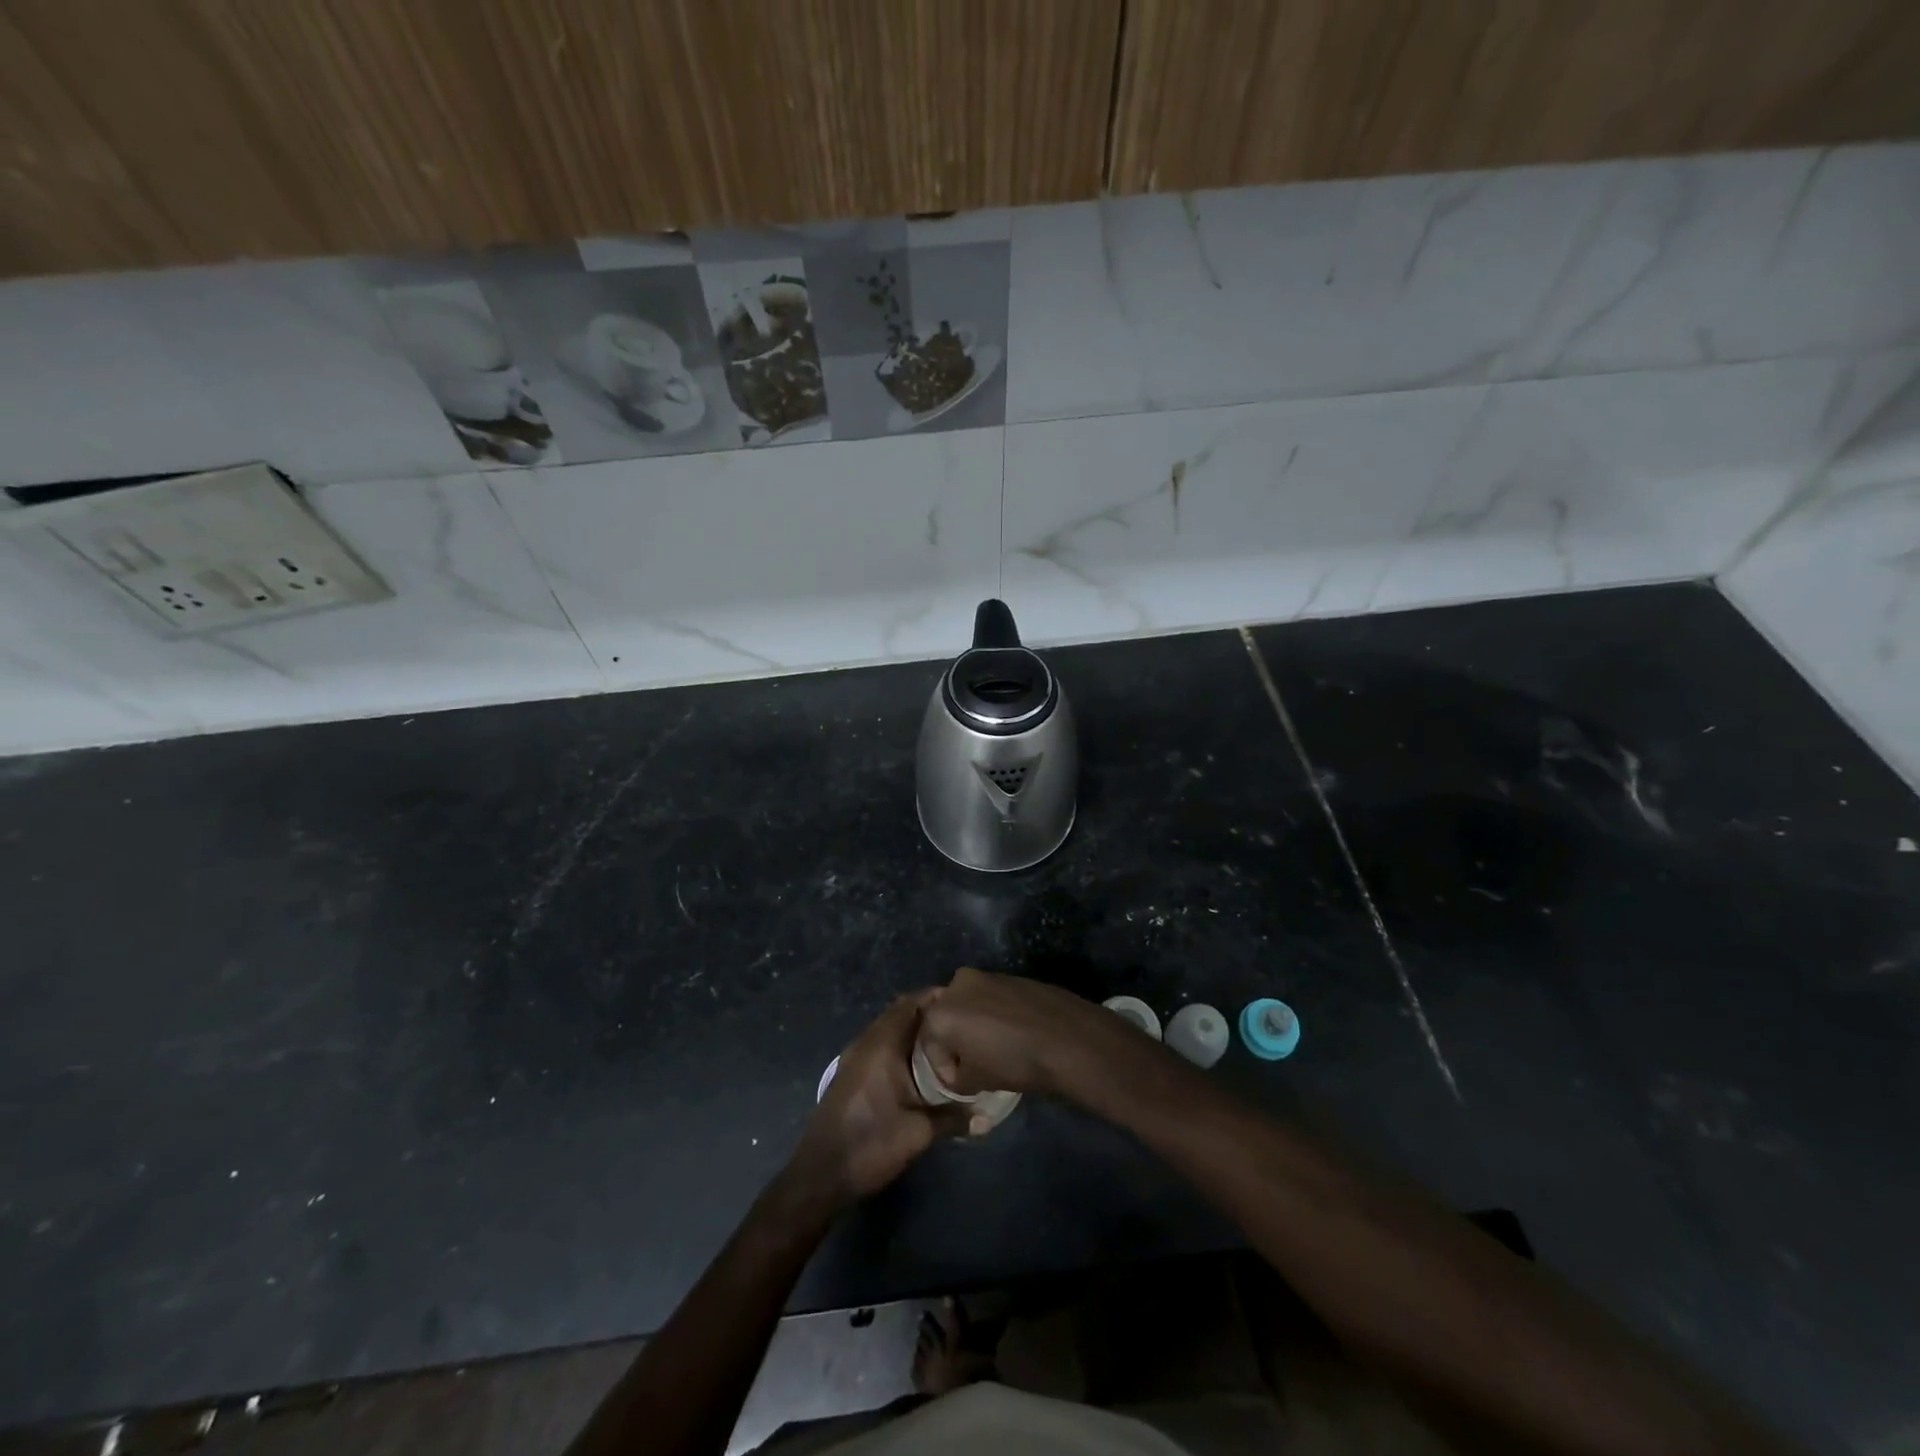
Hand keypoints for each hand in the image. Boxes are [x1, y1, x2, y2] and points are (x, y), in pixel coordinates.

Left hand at [790, 993, 963, 1208]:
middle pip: (900, 1013)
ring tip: (945, 1043)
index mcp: (882, 1044)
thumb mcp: (919, 1132)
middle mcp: (866, 1042)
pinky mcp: (850, 1073)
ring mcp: (854, 1057)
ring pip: (888, 1029)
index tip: (964, 1003)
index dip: (937, 998)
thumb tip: (988, 1118)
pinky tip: (918, 1067)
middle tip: (960, 1024)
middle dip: (928, 1014)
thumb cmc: (871, 1143)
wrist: (820, 1175)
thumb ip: (954, 1119)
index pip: (911, 1003)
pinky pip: (879, 1045)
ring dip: (913, 1031)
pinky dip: (899, 1046)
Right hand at [919, 967, 1149, 1101]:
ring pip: (967, 1004)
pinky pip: (990, 997)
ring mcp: (985, 975)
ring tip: (993, 1048)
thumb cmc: (1013, 1061)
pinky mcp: (1008, 975)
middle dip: (954, 1040)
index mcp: (940, 1012)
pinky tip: (1012, 1032)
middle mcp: (956, 985)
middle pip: (944, 1017)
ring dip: (973, 1024)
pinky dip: (993, 1013)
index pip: (929, 1046)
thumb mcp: (975, 1081)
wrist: (1065, 1037)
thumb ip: (955, 1077)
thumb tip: (958, 1071)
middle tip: (973, 1063)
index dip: (943, 1069)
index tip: (961, 1083)